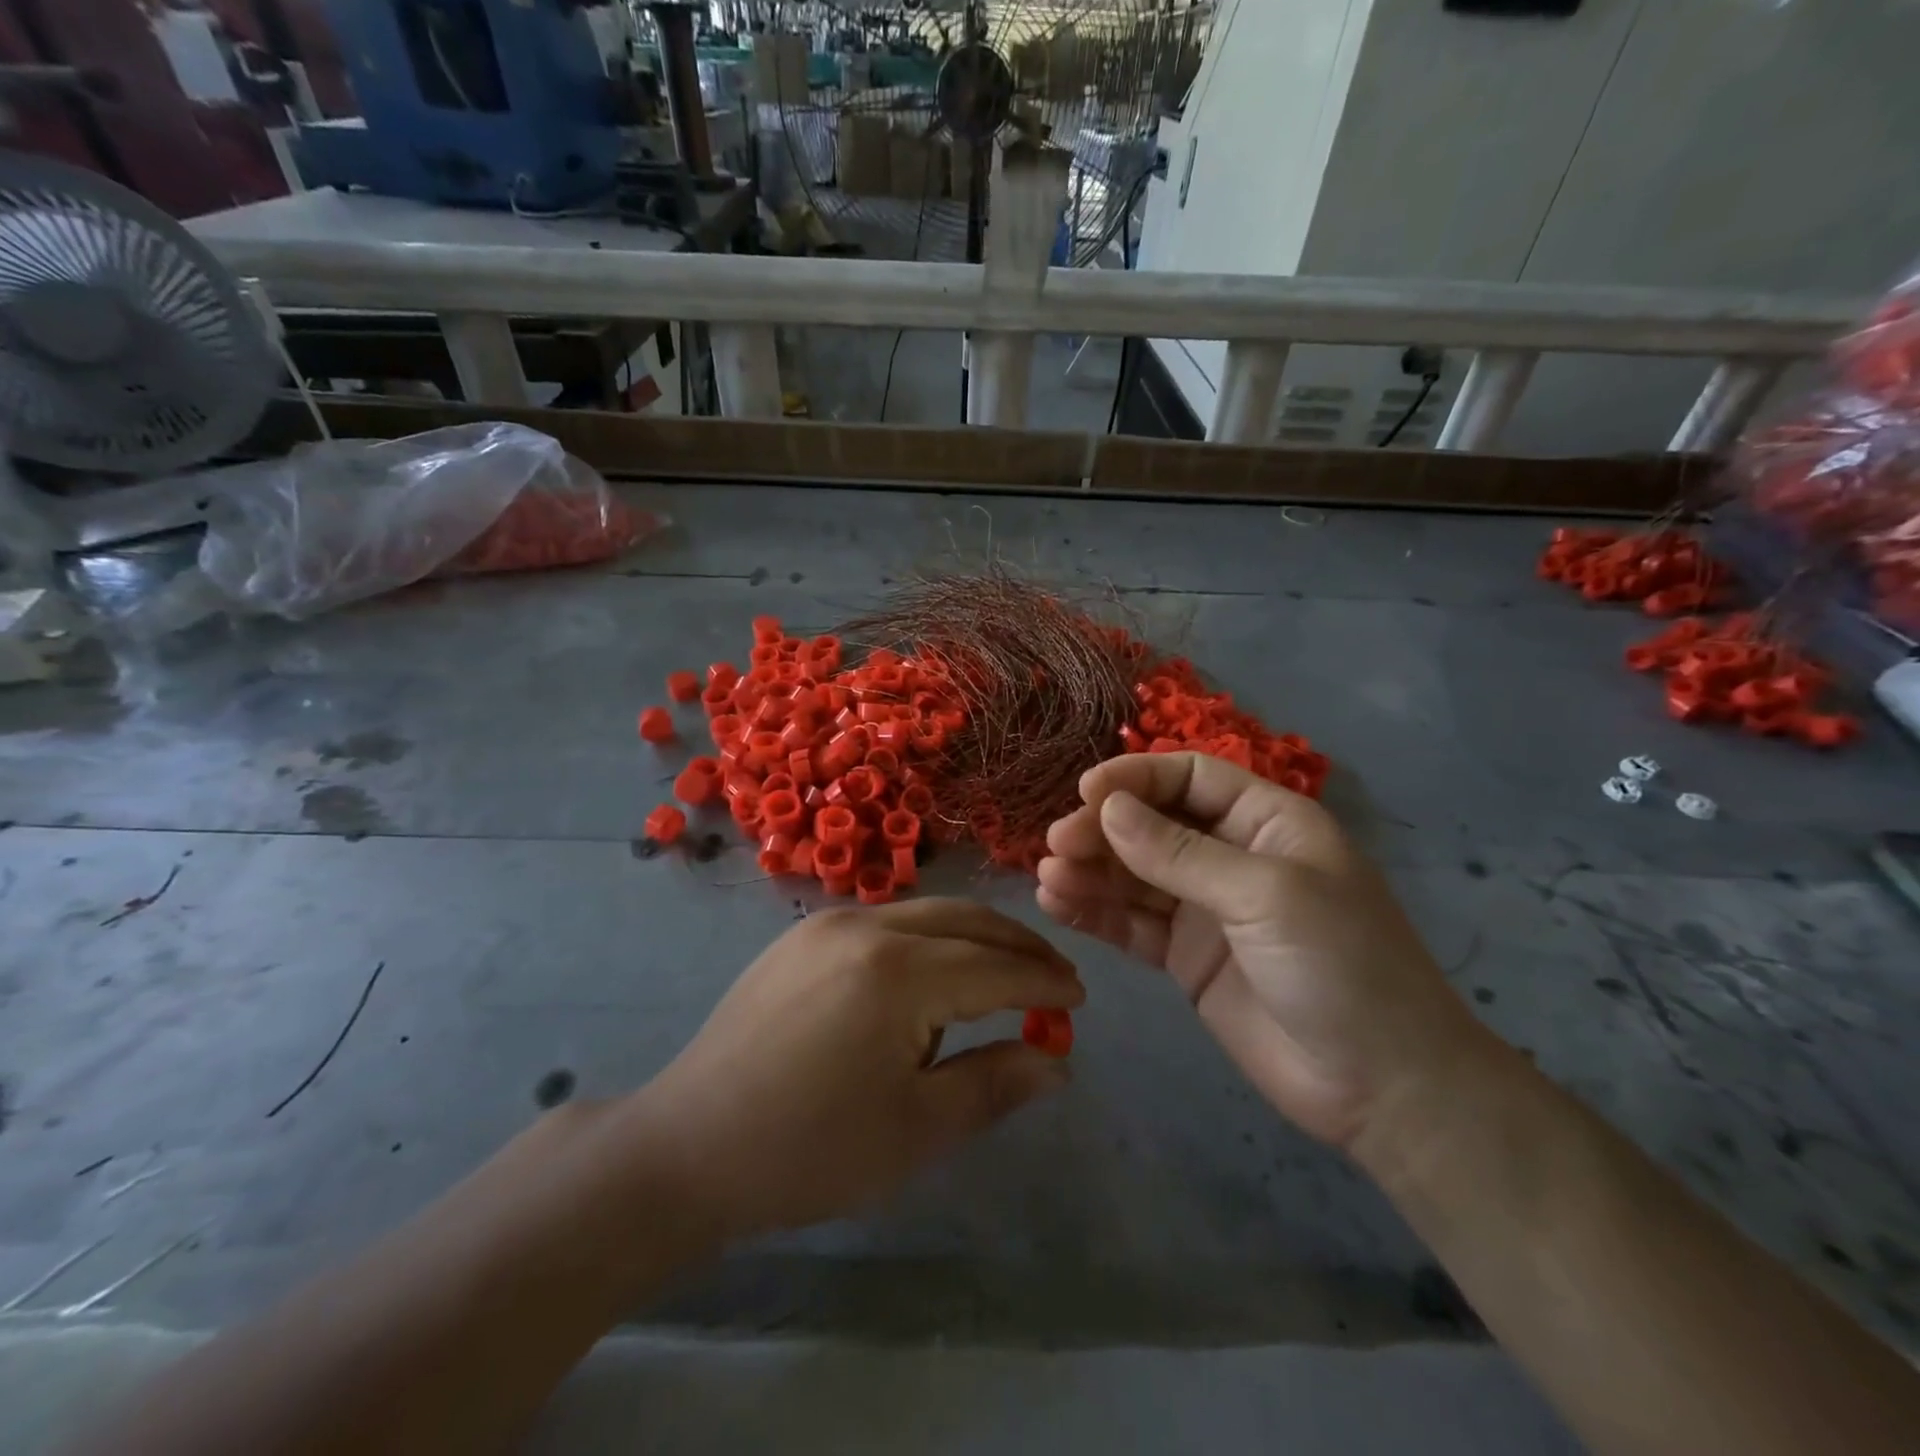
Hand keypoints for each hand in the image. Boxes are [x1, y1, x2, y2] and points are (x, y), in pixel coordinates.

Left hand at [632, 900, 1082, 1239]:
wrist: (688, 1145)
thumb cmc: (809, 1151)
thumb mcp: (915, 1130)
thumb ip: (994, 1084)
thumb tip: (1057, 1062)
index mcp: (897, 972)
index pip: (995, 967)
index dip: (1043, 983)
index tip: (1080, 999)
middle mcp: (866, 926)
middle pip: (966, 920)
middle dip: (1018, 945)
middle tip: (1054, 977)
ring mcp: (828, 923)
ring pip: (926, 913)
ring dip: (974, 938)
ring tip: (1004, 976)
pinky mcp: (803, 934)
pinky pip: (887, 921)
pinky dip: (929, 938)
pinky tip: (935, 974)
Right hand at [1037, 752, 1487, 1150]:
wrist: (1380, 1086)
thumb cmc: (1341, 966)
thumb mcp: (1265, 895)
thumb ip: (1181, 853)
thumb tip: (1108, 809)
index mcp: (1266, 822)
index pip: (1190, 777)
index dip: (1136, 778)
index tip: (1084, 793)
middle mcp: (1231, 855)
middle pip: (1152, 824)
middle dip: (1103, 830)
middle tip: (1056, 845)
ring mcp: (1205, 908)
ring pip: (1134, 874)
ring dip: (1090, 871)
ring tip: (1047, 878)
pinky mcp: (1185, 956)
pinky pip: (1131, 923)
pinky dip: (1095, 912)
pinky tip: (1057, 905)